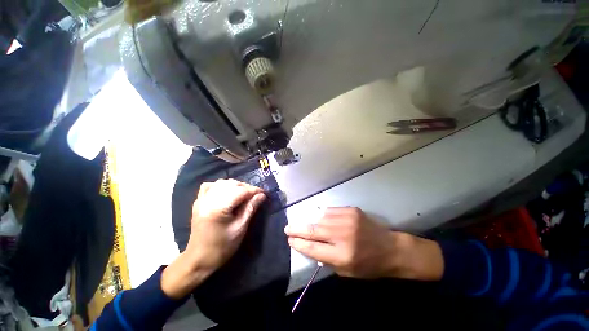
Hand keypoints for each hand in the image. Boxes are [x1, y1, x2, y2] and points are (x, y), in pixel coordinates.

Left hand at [162, 179, 265, 298]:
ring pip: (222, 183)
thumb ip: (250, 208)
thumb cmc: (222, 247)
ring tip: (244, 193)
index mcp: (218, 208)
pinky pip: (210, 186)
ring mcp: (201, 200)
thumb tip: (262, 195)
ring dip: (235, 185)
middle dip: (246, 187)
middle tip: (256, 195)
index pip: (241, 191)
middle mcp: (208, 200)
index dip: (254, 190)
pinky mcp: (198, 202)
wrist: (199, 259)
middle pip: (232, 184)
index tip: (264, 193)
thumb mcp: (240, 228)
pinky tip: (227, 192)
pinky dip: (221, 186)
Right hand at [285, 207, 443, 280]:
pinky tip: (321, 218)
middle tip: (287, 228)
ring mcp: (347, 220)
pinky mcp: (351, 210)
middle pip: (313, 230)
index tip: (290, 240)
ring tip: (307, 225)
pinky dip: (323, 215)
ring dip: (311, 222)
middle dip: (297, 229)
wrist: (390, 248)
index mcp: (342, 255)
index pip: (313, 248)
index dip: (299, 243)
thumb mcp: (346, 272)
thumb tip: (309, 245)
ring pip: (320, 218)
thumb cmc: (368, 265)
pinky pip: (330, 211)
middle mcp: (343, 235)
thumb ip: (326, 259)